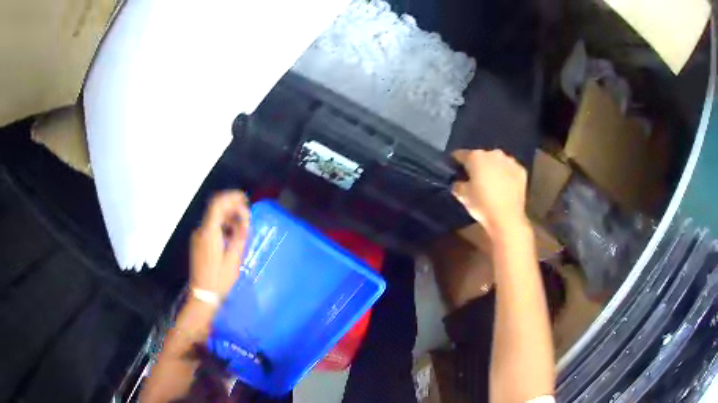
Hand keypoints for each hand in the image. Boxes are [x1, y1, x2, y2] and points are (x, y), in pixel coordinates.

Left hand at [190, 191, 250, 299]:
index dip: (231, 197)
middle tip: (247, 217)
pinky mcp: (198, 242)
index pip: (218, 204)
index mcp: (209, 233)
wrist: (202, 295)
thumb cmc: (219, 279)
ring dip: (228, 218)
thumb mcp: (234, 259)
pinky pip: (212, 227)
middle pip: (216, 209)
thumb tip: (245, 219)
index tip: (245, 199)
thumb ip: (240, 235)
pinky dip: (223, 226)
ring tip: (242, 229)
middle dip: (232, 208)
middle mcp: (201, 231)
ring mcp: (198, 236)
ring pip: (214, 218)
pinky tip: (232, 237)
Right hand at [452, 149, 528, 237]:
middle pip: (481, 156)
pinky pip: (510, 169)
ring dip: (493, 168)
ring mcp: (509, 161)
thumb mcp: (462, 196)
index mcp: (476, 157)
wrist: (507, 218)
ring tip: (491, 182)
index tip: (454, 170)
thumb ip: (457, 185)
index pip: (460, 154)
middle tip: (474, 178)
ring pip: (497, 161)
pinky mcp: (521, 171)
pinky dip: (506, 175)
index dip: (456, 162)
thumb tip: (458, 182)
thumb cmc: (482, 205)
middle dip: (477, 165)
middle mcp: (493, 153)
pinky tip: (504, 186)